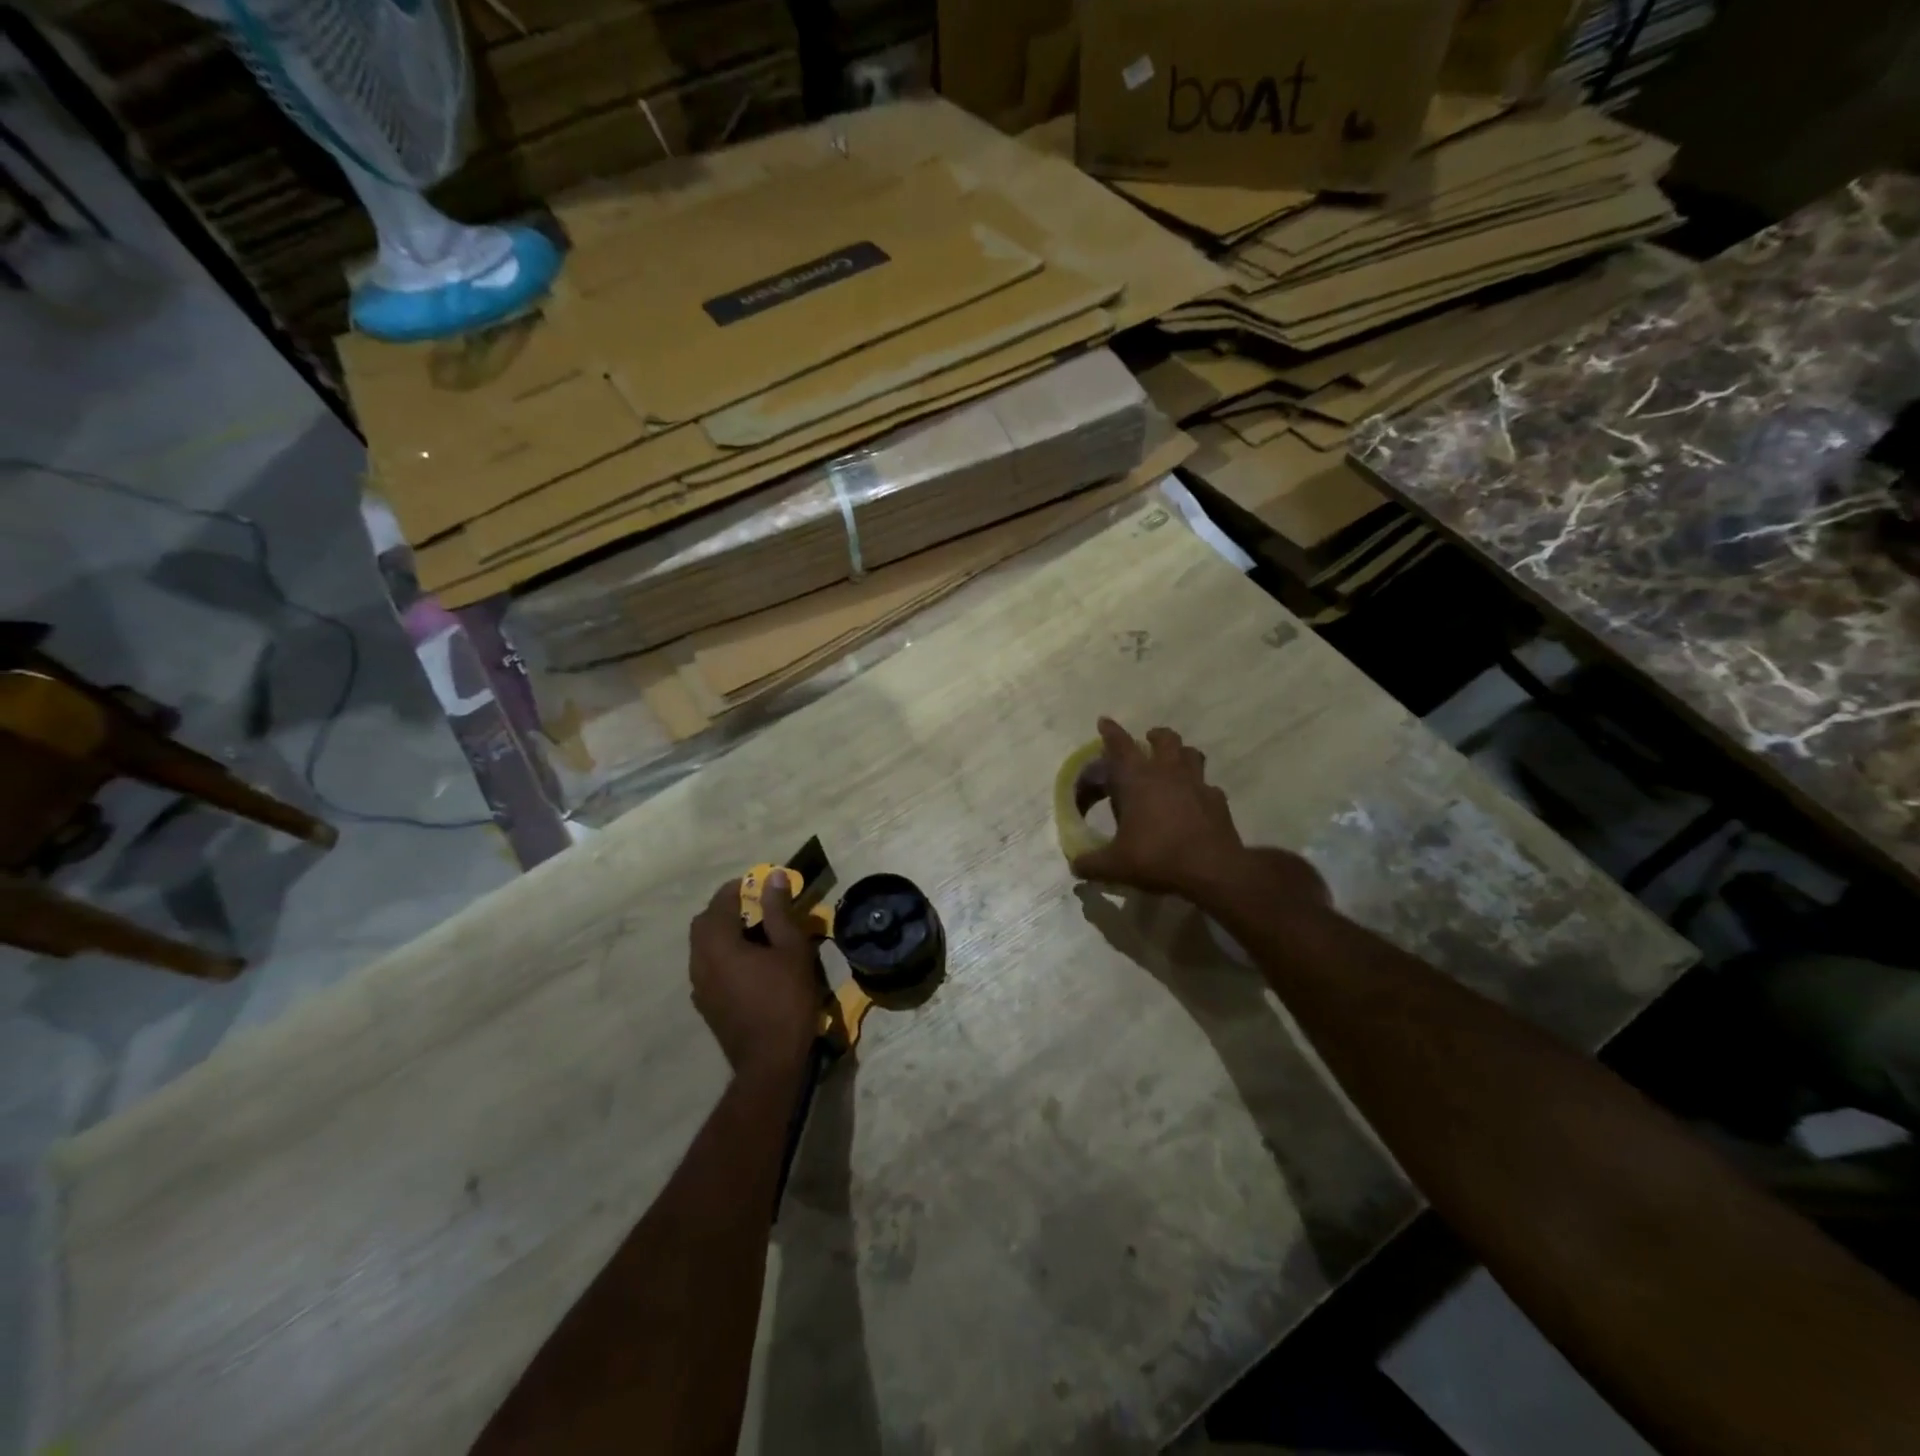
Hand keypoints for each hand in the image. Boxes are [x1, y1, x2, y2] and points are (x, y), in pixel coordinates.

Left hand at [688, 871, 821, 1076]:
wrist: (770, 1061)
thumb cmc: (786, 999)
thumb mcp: (791, 949)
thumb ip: (778, 911)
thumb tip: (772, 877)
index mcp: (718, 944)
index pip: (719, 902)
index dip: (738, 887)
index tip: (760, 883)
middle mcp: (699, 961)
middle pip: (704, 923)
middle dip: (726, 909)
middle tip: (757, 907)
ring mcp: (698, 986)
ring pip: (703, 946)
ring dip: (723, 933)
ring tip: (756, 935)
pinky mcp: (705, 1005)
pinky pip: (707, 967)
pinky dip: (722, 955)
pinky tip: (748, 966)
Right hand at [1069, 718, 1248, 898]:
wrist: (1213, 870)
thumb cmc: (1157, 858)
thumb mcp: (1115, 866)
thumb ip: (1090, 864)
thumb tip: (1075, 865)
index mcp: (1137, 780)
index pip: (1120, 745)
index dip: (1110, 732)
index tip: (1105, 721)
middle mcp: (1167, 773)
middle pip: (1164, 739)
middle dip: (1154, 736)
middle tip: (1147, 740)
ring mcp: (1197, 784)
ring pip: (1191, 753)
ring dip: (1181, 754)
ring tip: (1174, 763)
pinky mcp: (1217, 801)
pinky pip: (1208, 786)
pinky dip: (1199, 789)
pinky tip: (1195, 802)